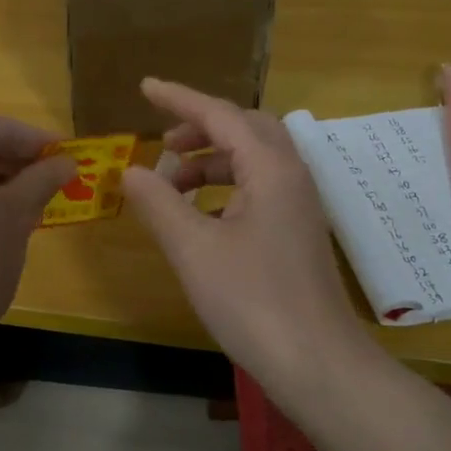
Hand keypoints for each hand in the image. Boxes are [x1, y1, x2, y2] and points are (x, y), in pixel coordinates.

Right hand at [122, 79, 357, 388]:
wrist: (318, 364)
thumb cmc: (253, 301)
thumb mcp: (194, 249)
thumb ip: (159, 203)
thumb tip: (132, 171)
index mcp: (270, 168)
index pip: (220, 115)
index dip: (179, 98)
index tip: (145, 86)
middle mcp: (290, 176)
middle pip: (244, 128)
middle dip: (200, 127)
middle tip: (161, 142)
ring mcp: (298, 205)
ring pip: (252, 159)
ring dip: (209, 160)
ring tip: (169, 184)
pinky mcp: (296, 231)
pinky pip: (257, 186)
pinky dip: (223, 186)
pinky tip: (199, 215)